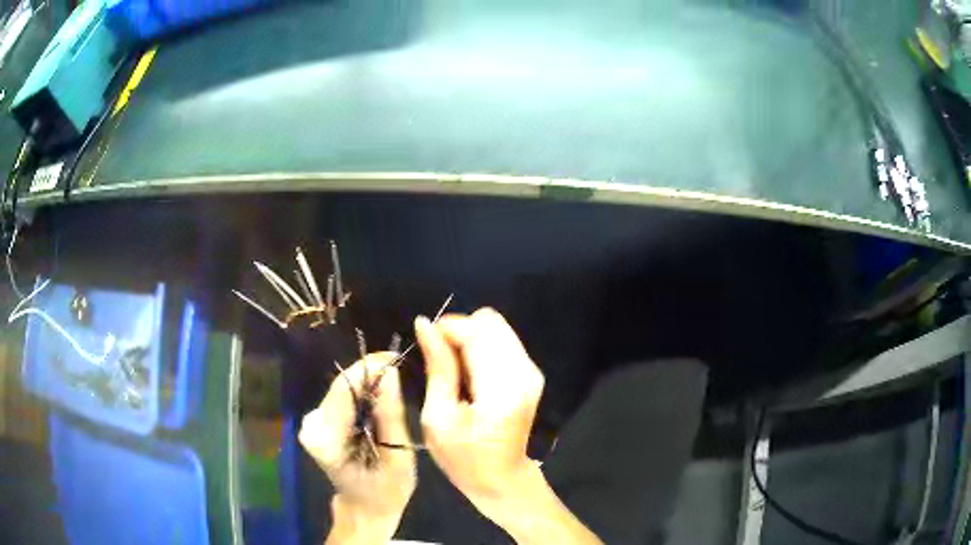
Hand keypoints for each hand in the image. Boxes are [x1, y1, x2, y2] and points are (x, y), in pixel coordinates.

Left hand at [299, 353, 415, 543]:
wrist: (364, 509)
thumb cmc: (386, 492)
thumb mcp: (398, 456)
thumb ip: (390, 415)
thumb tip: (390, 372)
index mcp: (327, 439)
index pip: (345, 389)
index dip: (369, 368)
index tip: (396, 357)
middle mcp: (311, 427)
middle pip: (342, 387)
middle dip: (371, 376)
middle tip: (401, 373)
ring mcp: (311, 424)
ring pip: (342, 390)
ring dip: (367, 386)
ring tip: (394, 391)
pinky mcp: (316, 423)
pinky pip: (341, 399)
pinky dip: (361, 397)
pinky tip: (378, 405)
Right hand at [416, 309, 601, 544]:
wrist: (502, 479)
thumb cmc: (463, 458)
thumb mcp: (438, 418)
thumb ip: (437, 368)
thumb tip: (425, 324)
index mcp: (502, 389)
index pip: (476, 332)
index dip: (447, 328)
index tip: (426, 341)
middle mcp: (524, 373)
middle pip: (489, 322)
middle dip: (459, 332)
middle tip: (441, 360)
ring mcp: (532, 371)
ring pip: (497, 327)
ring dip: (470, 339)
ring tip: (454, 369)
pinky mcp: (532, 373)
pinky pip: (503, 340)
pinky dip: (481, 347)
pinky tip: (470, 374)